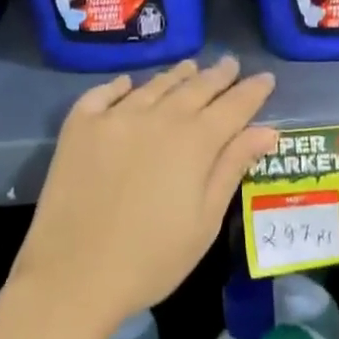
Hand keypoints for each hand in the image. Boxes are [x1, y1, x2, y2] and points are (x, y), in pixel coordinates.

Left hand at [11, 57, 277, 333]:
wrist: (73, 275)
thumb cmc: (151, 258)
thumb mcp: (205, 220)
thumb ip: (232, 167)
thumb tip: (266, 130)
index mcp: (195, 141)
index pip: (233, 106)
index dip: (252, 91)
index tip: (266, 77)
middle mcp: (158, 117)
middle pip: (195, 88)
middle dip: (218, 75)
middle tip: (230, 63)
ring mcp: (115, 117)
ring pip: (154, 86)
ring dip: (177, 75)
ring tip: (191, 66)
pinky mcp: (80, 126)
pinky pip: (104, 94)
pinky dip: (120, 86)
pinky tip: (128, 83)